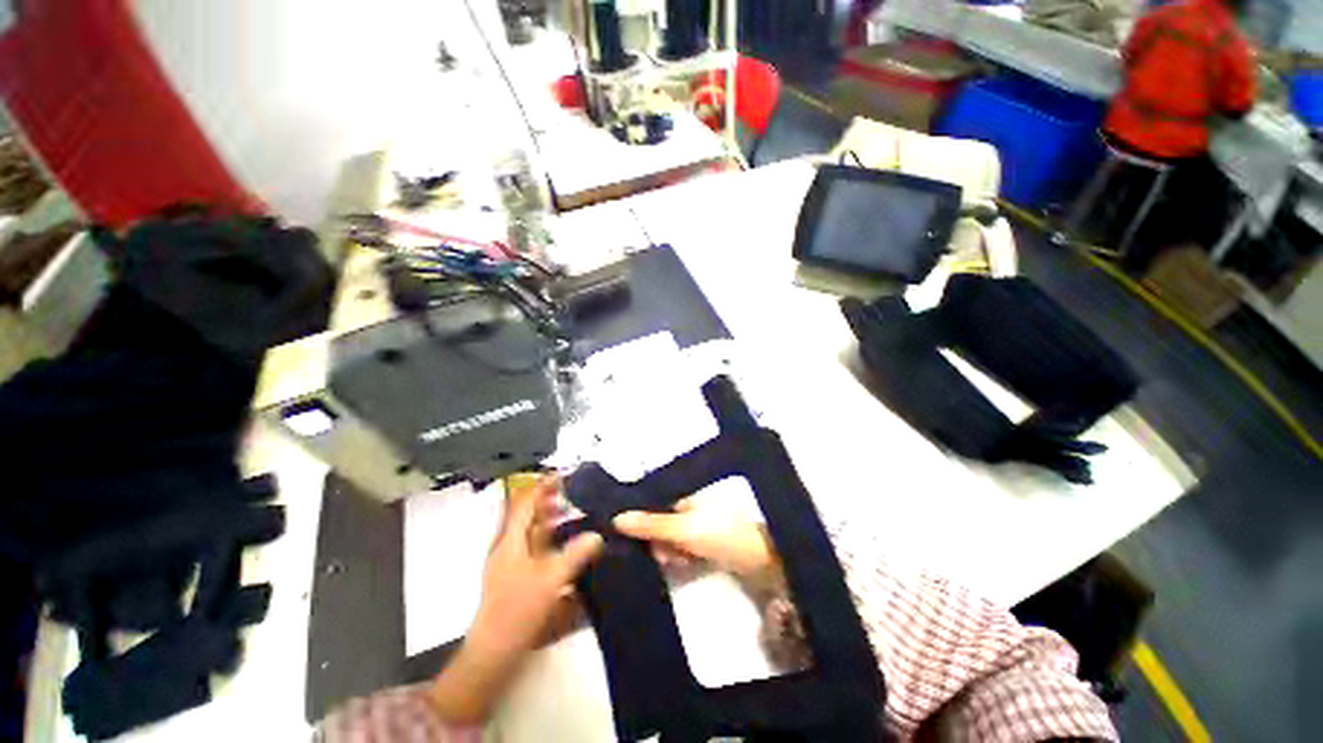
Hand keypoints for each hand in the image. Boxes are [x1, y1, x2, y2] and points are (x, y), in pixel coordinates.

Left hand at [429, 476, 602, 724]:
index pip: (523, 502)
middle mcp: (507, 545)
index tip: (562, 474)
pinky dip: (548, 536)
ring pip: (529, 529)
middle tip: (571, 492)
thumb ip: (575, 555)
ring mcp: (510, 560)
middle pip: (524, 513)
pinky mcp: (516, 574)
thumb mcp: (551, 580)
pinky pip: (532, 545)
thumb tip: (597, 535)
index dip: (541, 486)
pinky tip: (565, 541)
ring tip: (571, 511)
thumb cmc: (518, 611)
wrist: (494, 652)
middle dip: (545, 498)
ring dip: (547, 517)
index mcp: (510, 541)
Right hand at [612, 497, 777, 579]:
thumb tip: (616, 518)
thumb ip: (651, 524)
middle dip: (657, 541)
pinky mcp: (700, 542)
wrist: (759, 558)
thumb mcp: (683, 529)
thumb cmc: (720, 534)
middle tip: (667, 553)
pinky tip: (687, 564)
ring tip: (681, 560)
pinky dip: (680, 558)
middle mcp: (685, 506)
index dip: (638, 519)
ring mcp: (694, 525)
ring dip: (669, 552)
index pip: (650, 502)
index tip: (629, 537)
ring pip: (666, 539)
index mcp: (681, 495)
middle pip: (656, 523)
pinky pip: (679, 549)